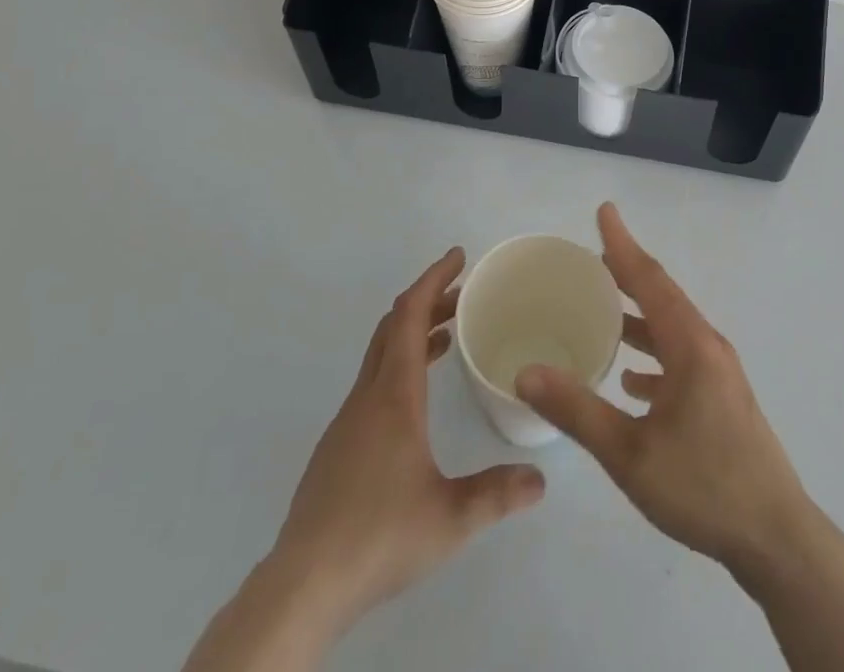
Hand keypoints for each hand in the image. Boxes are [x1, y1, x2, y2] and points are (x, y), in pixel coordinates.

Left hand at [187, 249, 544, 671]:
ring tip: (448, 336)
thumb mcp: (450, 518)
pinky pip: (373, 383)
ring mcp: (348, 421)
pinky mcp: (338, 447)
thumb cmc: (378, 536)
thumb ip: (497, 494)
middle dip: (428, 301)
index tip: (458, 257)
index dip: (433, 279)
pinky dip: (400, 366)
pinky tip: (417, 400)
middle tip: (462, 293)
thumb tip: (540, 480)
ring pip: (381, 355)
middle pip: (393, 327)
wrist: (303, 585)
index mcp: (393, 395)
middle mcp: (368, 396)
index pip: (409, 315)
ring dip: (413, 334)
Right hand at [516, 205, 811, 575]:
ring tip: (605, 309)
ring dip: (639, 314)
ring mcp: (719, 372)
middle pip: (662, 296)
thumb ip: (577, 410)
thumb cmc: (703, 487)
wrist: (777, 538)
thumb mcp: (629, 454)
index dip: (622, 244)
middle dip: (627, 273)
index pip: (649, 279)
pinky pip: (681, 358)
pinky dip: (653, 355)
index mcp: (689, 344)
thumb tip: (526, 372)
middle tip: (593, 257)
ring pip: (671, 328)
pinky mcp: (723, 398)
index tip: (604, 210)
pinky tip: (633, 381)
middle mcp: (707, 346)